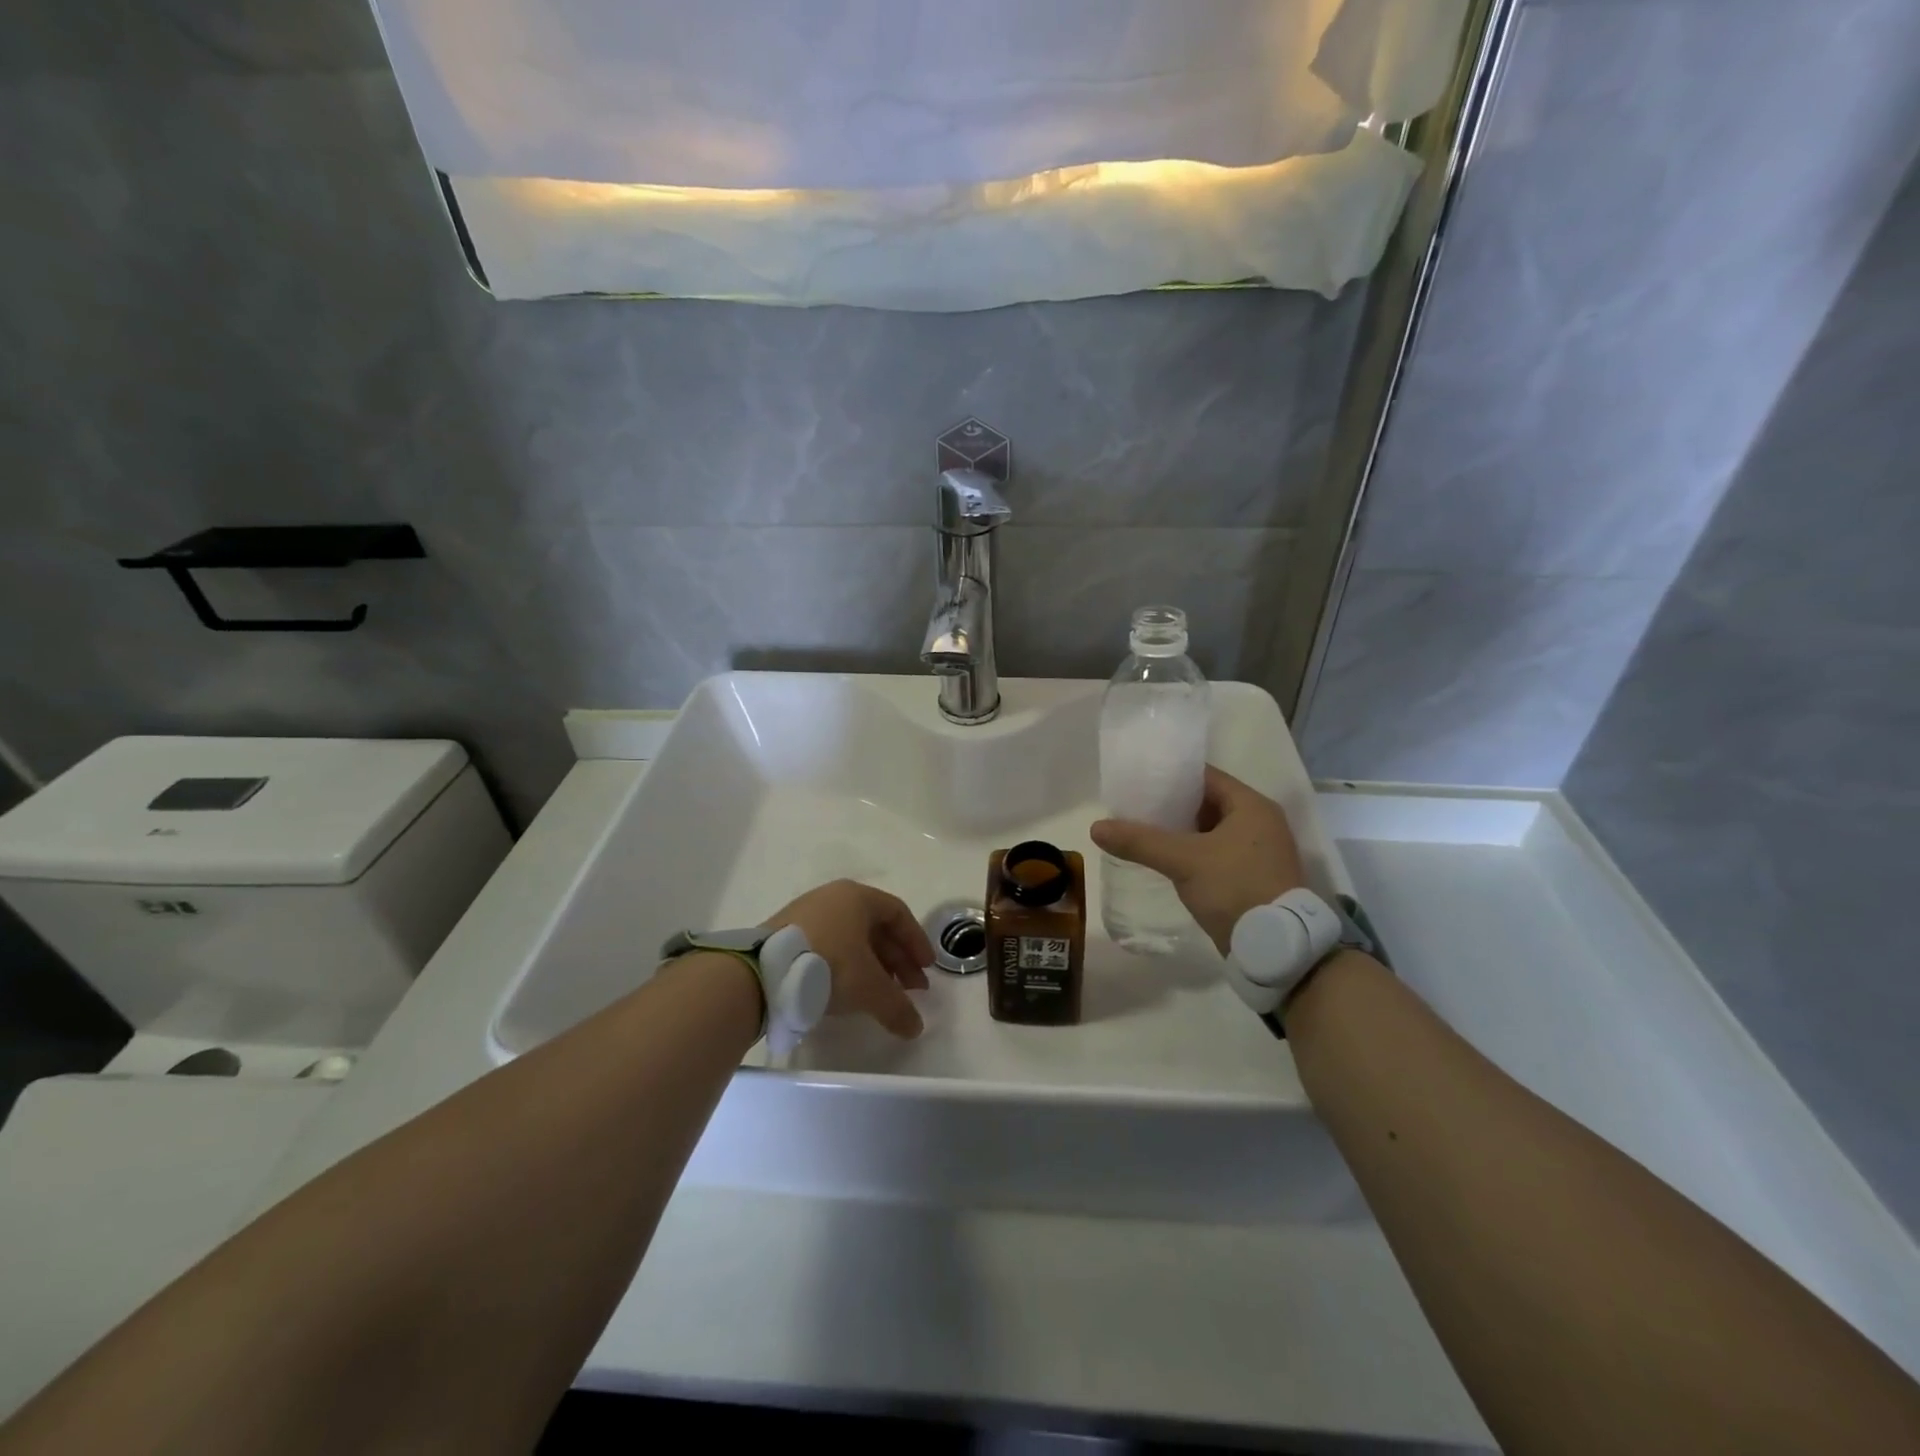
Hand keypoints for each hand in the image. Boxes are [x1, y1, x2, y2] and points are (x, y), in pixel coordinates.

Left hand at [761, 880, 933, 1038]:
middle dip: (896, 960)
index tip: (926, 969)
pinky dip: (846, 966)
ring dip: (872, 965)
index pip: (898, 914)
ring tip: (880, 995)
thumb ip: (897, 1006)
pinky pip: (829, 945)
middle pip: (875, 927)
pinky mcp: (786, 933)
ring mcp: (806, 913)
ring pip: (851, 938)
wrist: (762, 972)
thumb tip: (915, 1027)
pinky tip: (847, 992)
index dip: (916, 942)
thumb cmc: (828, 965)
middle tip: (909, 989)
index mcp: (857, 897)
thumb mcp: (870, 988)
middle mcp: (833, 897)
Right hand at [1091, 766, 1305, 955]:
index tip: (1140, 781)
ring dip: (1181, 831)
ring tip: (1144, 831)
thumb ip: (1140, 841)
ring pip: (1211, 830)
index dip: (1172, 776)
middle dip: (1172, 805)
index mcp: (1252, 806)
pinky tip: (1166, 859)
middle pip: (1207, 803)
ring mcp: (1259, 851)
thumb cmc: (1235, 888)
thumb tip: (1096, 827)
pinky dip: (1193, 852)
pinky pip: (1217, 853)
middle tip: (1136, 807)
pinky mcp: (1254, 877)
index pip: (1205, 777)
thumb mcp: (1183, 860)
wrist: (1274, 948)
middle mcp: (1261, 822)